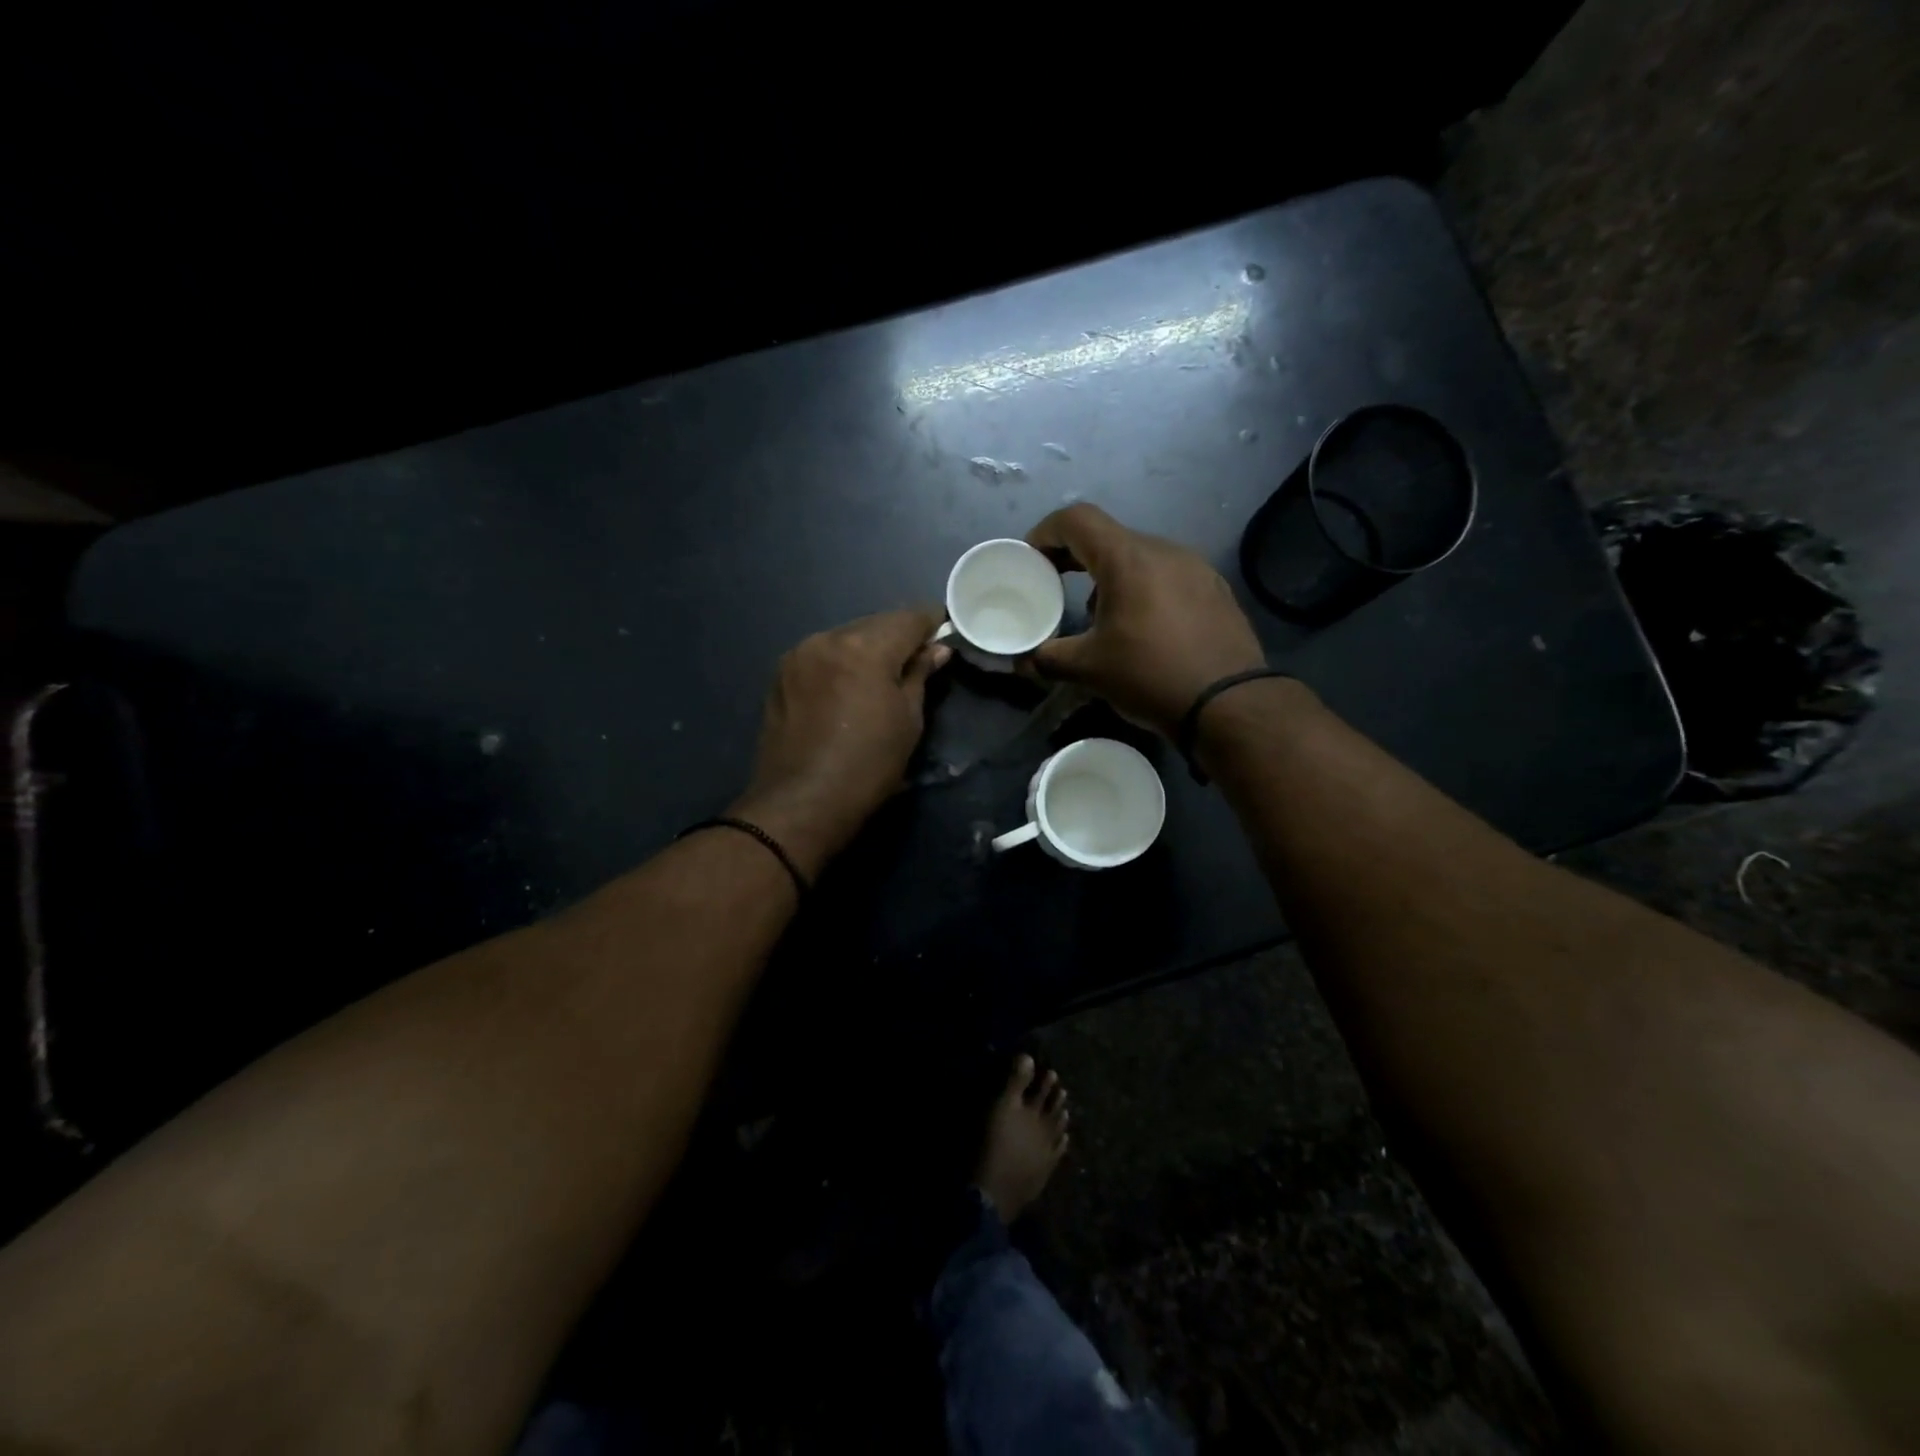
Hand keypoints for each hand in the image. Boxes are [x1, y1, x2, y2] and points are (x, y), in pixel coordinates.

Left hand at [730, 607, 949, 875]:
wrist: (802, 802)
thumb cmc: (868, 765)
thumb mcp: (908, 720)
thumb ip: (920, 675)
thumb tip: (936, 650)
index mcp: (864, 648)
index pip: (908, 618)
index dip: (932, 622)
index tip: (946, 632)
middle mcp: (828, 639)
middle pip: (875, 624)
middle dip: (899, 635)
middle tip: (920, 657)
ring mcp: (799, 655)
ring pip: (846, 637)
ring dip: (868, 647)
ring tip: (884, 674)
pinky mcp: (782, 675)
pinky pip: (822, 655)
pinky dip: (842, 661)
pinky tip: (850, 685)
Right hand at [1025, 504, 1265, 735]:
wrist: (1229, 703)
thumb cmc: (1150, 675)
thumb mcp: (1089, 669)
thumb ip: (1048, 658)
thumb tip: (1022, 661)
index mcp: (1127, 558)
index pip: (1077, 519)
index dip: (1046, 532)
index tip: (1032, 559)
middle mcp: (1163, 550)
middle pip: (1109, 537)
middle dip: (1076, 558)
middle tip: (1056, 585)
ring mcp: (1195, 567)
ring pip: (1139, 557)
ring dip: (1111, 576)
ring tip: (1100, 616)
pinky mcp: (1215, 589)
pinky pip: (1167, 576)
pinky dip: (1143, 589)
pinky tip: (1143, 627)